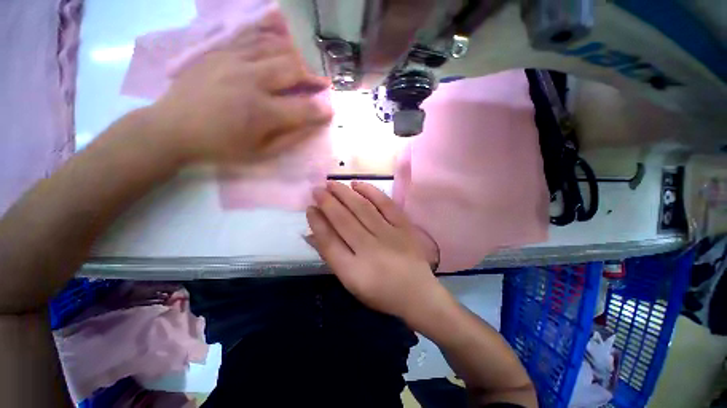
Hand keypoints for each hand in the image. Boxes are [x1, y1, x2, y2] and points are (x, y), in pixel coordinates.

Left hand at [150, 11, 332, 163]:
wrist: (172, 127)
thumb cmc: (220, 147)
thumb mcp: (259, 154)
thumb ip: (289, 140)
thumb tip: (312, 127)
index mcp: (261, 112)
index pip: (304, 109)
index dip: (322, 110)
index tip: (331, 111)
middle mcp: (251, 80)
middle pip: (293, 69)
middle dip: (313, 76)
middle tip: (322, 83)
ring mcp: (233, 60)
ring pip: (276, 48)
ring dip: (297, 57)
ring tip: (304, 67)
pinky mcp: (221, 51)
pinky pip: (253, 38)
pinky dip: (272, 42)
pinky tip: (280, 49)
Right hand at [306, 181, 441, 319]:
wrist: (418, 294)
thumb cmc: (381, 292)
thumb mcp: (350, 282)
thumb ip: (332, 257)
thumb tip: (312, 234)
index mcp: (353, 271)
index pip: (328, 241)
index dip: (317, 222)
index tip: (309, 208)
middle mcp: (370, 250)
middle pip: (343, 221)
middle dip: (327, 202)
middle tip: (317, 189)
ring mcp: (389, 236)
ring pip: (362, 209)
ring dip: (344, 194)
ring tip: (332, 183)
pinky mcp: (404, 227)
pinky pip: (386, 204)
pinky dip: (371, 192)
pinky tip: (357, 184)